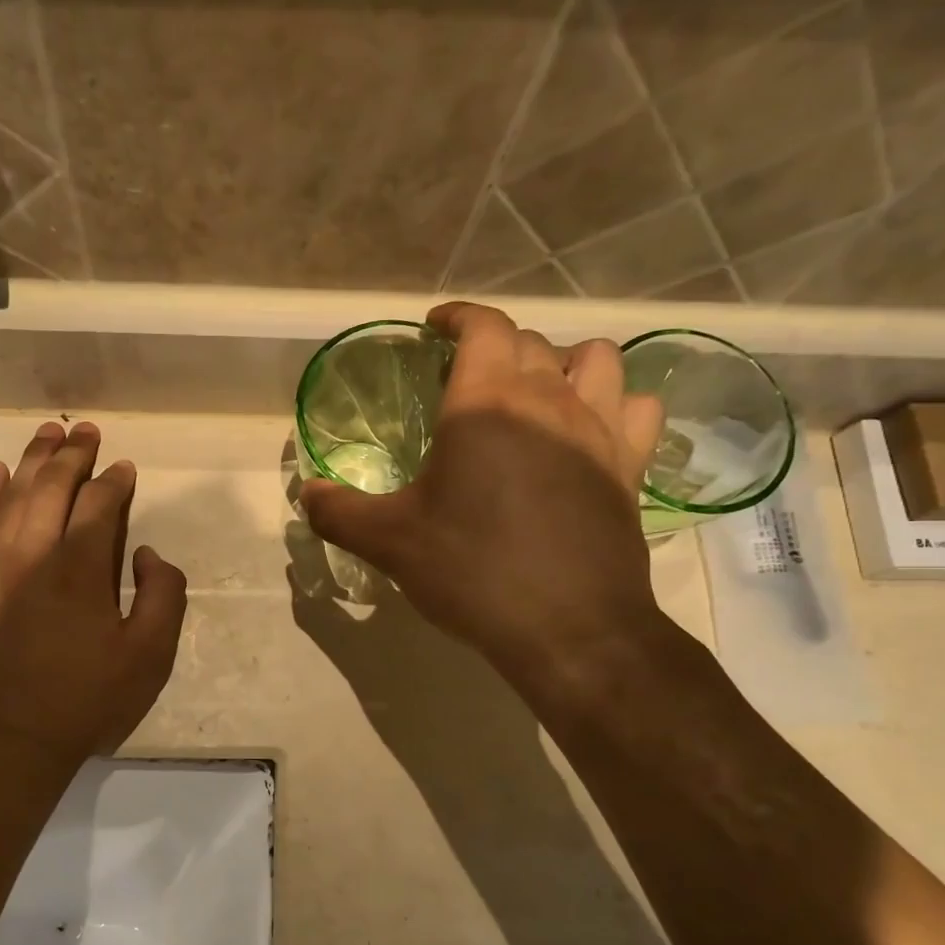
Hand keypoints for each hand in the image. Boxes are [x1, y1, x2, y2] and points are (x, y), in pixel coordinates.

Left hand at [0, 421, 187, 765]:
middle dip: (73, 454)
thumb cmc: (85, 703)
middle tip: (86, 430)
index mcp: (82, 569)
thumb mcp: (149, 658)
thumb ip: (163, 595)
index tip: (125, 467)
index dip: (115, 481)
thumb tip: (145, 554)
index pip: (99, 505)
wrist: (5, 744)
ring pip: (12, 496)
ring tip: (45, 432)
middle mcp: (34, 554)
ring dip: (31, 461)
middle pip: (52, 487)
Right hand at [299, 302, 664, 680]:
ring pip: (596, 359)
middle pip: (531, 342)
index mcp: (486, 402)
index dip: (458, 317)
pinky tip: (591, 430)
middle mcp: (549, 398)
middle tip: (467, 379)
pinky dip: (615, 404)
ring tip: (537, 392)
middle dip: (496, 347)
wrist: (568, 628)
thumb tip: (307, 494)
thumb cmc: (471, 570)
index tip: (436, 328)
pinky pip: (637, 408)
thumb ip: (340, 511)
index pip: (483, 325)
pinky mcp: (629, 467)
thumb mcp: (390, 542)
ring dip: (564, 362)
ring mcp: (599, 430)